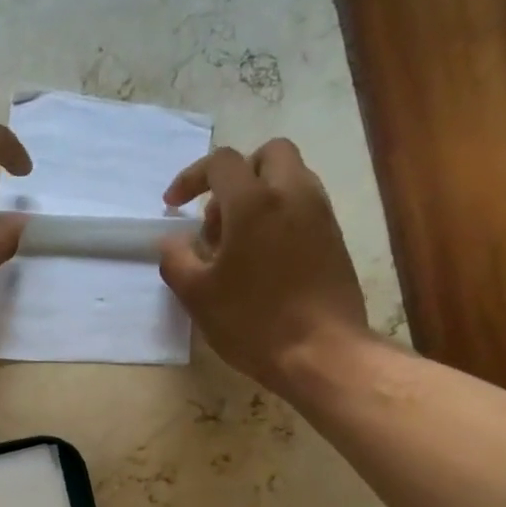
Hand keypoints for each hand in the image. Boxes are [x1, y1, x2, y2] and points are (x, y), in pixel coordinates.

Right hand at [158, 139, 372, 390]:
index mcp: (254, 202)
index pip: (221, 162)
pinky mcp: (334, 238)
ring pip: (290, 178)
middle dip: (237, 174)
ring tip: (236, 242)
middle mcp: (293, 194)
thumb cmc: (252, 322)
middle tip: (216, 215)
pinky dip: (279, 215)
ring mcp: (320, 214)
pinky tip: (262, 258)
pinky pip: (303, 206)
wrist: (321, 352)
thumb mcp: (196, 295)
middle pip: (268, 154)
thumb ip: (176, 259)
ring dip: (260, 195)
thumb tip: (171, 241)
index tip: (173, 205)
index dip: (191, 177)